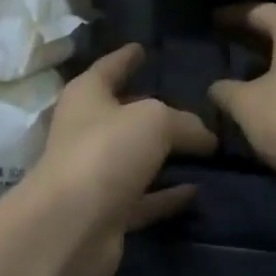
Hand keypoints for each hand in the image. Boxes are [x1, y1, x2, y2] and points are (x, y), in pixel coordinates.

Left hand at [21, 45, 217, 275]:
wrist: (70, 227)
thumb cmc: (106, 152)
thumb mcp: (154, 121)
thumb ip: (184, 122)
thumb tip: (205, 137)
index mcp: (86, 96)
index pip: (109, 67)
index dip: (126, 57)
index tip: (142, 48)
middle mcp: (86, 131)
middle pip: (123, 114)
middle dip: (152, 109)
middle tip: (191, 103)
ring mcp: (95, 174)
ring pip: (135, 158)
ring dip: (164, 155)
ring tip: (204, 147)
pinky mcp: (107, 213)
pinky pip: (144, 198)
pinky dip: (167, 195)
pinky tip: (197, 190)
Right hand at [210, 4, 275, 187]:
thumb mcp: (245, 104)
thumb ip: (225, 89)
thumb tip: (218, 87)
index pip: (258, 11)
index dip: (231, 16)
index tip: (211, 21)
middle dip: (253, 38)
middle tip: (225, 42)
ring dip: (273, 60)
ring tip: (245, 72)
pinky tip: (272, 94)